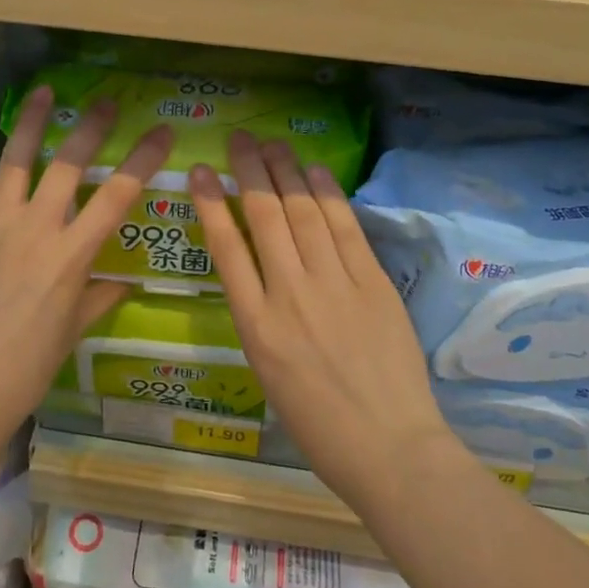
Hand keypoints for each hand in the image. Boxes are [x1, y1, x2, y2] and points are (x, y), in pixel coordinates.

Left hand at [0, 86, 172, 439]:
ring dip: (32, 123)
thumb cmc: (27, 368)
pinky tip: (17, 159)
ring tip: (43, 92)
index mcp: (70, 257)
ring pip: (19, 162)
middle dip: (91, 128)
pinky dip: (11, 168)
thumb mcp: (71, 331)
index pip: (116, 196)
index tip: (161, 132)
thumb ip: (98, 297)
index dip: (142, 160)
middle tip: (107, 102)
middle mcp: (36, 231)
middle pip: (69, 164)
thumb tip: (120, 283)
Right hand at [189, 132, 454, 513]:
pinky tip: (316, 171)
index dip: (210, 202)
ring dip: (286, 173)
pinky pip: (345, 229)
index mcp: (255, 327)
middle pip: (264, 218)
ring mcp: (333, 286)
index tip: (199, 170)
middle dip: (248, 172)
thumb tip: (261, 272)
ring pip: (303, 214)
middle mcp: (289, 296)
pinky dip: (328, 195)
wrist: (389, 449)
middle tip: (239, 138)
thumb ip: (260, 318)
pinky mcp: (372, 283)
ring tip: (273, 144)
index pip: (225, 248)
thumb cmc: (318, 425)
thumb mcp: (268, 373)